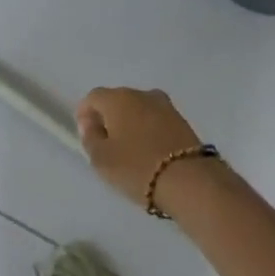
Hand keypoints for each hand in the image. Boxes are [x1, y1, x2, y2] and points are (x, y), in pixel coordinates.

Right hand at [75, 87, 206, 206]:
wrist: (189, 181)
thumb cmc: (136, 168)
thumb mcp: (101, 158)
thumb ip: (90, 137)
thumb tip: (91, 124)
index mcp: (118, 98)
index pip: (93, 97)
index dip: (85, 114)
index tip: (86, 135)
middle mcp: (142, 94)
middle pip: (117, 100)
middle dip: (108, 118)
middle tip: (105, 144)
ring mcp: (166, 106)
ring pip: (139, 110)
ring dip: (130, 124)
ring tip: (128, 150)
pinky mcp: (183, 121)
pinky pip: (156, 121)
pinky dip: (148, 130)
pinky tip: (148, 151)